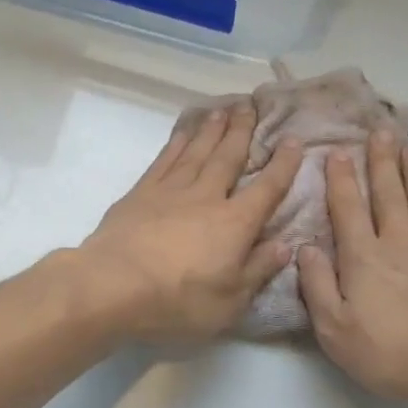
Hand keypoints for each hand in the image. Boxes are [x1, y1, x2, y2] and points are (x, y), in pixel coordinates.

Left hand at [72, 100, 302, 344]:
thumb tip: (285, 246)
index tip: (294, 141)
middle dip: (243, 132)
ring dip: (212, 130)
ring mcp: (171, 191)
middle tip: (251, 106)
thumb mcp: (230, 301)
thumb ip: (258, 270)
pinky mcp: (140, 193)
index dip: (283, 165)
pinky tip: (183, 133)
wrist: (113, 286)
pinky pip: (165, 159)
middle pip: (229, 158)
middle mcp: (206, 197)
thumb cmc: (178, 301)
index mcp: (235, 224)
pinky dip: (177, 143)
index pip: (267, 189)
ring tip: (223, 110)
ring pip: (197, 151)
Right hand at [298, 132, 407, 404]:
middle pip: (389, 193)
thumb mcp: (337, 332)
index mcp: (364, 259)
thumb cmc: (394, 355)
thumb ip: (317, 288)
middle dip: (380, 161)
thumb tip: (304, 248)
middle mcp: (400, 241)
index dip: (341, 181)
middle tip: (379, 131)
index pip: (349, 210)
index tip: (337, 153)